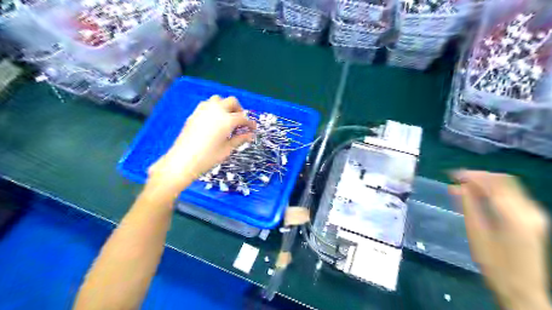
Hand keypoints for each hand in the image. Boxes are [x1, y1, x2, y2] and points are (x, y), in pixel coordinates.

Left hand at [148, 95, 257, 190]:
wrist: (183, 160)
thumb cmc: (208, 157)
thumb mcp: (227, 149)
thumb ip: (240, 139)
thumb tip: (250, 135)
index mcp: (227, 120)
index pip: (243, 118)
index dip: (250, 123)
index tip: (253, 128)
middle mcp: (216, 110)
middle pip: (232, 102)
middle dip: (239, 110)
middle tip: (240, 121)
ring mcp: (204, 110)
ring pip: (218, 99)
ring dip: (225, 106)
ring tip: (227, 118)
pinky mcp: (195, 113)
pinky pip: (207, 104)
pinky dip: (214, 108)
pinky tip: (214, 120)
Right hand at [451, 170, 549, 308]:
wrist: (522, 289)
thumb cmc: (494, 264)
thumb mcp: (476, 233)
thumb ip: (468, 206)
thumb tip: (457, 187)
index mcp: (514, 215)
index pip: (492, 183)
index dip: (471, 175)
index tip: (451, 174)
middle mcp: (529, 210)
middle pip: (504, 181)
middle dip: (479, 176)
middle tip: (457, 179)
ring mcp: (534, 215)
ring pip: (509, 187)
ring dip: (486, 183)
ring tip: (464, 187)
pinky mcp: (534, 220)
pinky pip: (513, 196)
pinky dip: (495, 191)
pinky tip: (480, 196)